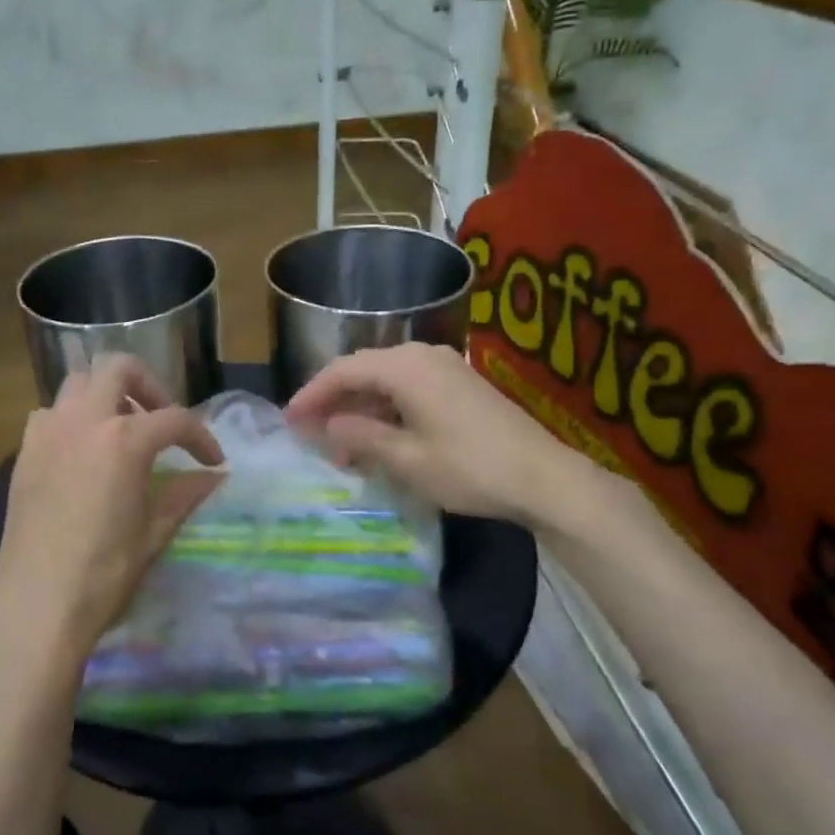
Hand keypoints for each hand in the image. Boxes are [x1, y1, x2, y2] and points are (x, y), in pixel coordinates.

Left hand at [0, 356, 224, 670]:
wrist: (36, 605)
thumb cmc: (104, 572)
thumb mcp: (154, 532)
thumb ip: (185, 493)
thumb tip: (215, 476)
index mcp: (124, 439)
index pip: (175, 420)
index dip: (201, 437)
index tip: (214, 460)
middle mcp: (84, 420)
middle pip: (119, 368)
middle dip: (149, 385)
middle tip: (161, 420)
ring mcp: (48, 432)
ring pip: (78, 382)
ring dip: (106, 395)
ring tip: (121, 430)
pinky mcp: (24, 452)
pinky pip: (50, 413)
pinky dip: (72, 417)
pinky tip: (82, 451)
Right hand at [284, 342, 626, 534]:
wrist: (544, 478)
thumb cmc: (470, 468)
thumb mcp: (407, 459)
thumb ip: (361, 437)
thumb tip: (328, 424)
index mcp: (405, 368)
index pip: (343, 371)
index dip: (311, 394)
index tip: (289, 420)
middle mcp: (422, 356)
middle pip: (363, 370)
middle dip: (333, 400)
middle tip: (309, 432)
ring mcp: (444, 367)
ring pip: (385, 380)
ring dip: (360, 408)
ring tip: (341, 445)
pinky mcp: (459, 384)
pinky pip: (408, 387)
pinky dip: (385, 408)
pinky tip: (379, 437)